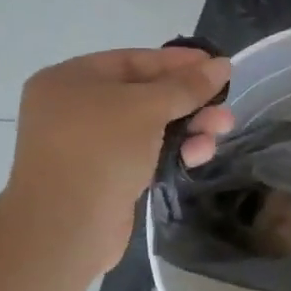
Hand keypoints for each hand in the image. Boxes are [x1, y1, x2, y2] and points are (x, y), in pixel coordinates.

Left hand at [4, 46, 232, 276]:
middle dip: (188, 101)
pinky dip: (172, 152)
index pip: (134, 61)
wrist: (64, 229)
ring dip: (188, 127)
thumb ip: (186, 86)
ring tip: (223, 130)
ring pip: (148, 128)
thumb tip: (222, 65)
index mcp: (71, 80)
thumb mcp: (146, 108)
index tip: (218, 66)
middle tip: (225, 106)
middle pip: (144, 95)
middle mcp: (75, 109)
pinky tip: (200, 155)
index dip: (178, 62)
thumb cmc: (100, 151)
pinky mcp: (104, 178)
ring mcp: (89, 146)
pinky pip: (144, 155)